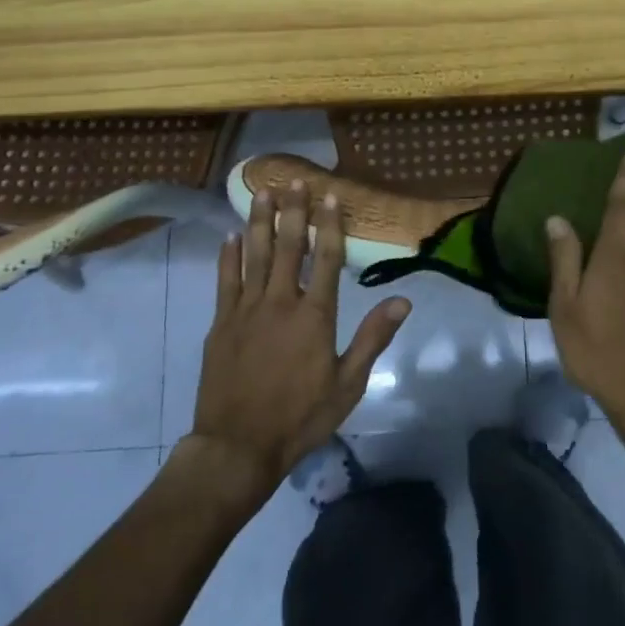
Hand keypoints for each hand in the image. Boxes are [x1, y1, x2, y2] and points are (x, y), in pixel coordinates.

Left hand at [187, 179, 410, 501]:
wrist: (238, 446)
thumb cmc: (300, 417)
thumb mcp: (347, 384)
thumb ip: (373, 338)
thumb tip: (403, 301)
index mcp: (314, 316)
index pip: (325, 259)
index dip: (329, 224)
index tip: (330, 195)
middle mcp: (280, 303)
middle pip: (287, 247)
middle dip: (291, 211)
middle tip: (292, 179)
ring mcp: (246, 311)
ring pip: (253, 255)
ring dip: (258, 221)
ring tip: (260, 192)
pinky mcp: (221, 324)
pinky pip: (225, 281)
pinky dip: (228, 256)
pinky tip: (230, 236)